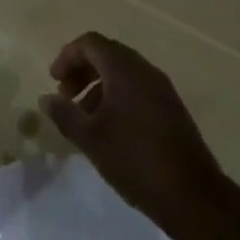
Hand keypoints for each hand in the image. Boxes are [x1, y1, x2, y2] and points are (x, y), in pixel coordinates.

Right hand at [40, 32, 226, 228]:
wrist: (193, 196)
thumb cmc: (134, 159)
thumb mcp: (90, 138)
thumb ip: (64, 114)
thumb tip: (47, 99)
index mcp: (124, 69)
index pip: (90, 43)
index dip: (67, 56)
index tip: (54, 81)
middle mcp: (145, 70)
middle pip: (107, 54)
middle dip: (82, 71)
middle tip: (66, 96)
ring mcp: (162, 89)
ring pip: (123, 73)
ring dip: (98, 86)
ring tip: (84, 117)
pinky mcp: (172, 109)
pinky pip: (138, 89)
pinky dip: (117, 97)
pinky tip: (110, 129)